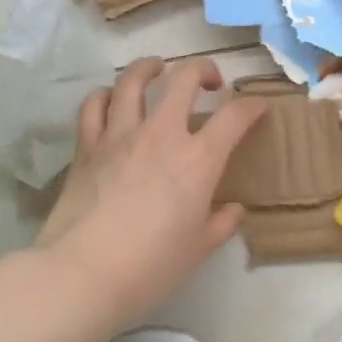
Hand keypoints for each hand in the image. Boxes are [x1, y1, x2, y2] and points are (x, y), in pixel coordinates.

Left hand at [36, 58, 268, 326]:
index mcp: (198, 159)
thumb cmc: (150, 267)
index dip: (253, 105)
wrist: (83, 274)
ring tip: (157, 68)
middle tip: (209, 81)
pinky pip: (94, 106)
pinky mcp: (87, 146)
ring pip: (133, 80)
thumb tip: (234, 209)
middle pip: (184, 78)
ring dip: (150, 67)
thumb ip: (221, 224)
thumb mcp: (198, 251)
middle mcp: (161, 134)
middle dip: (203, 70)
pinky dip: (105, 95)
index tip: (258, 106)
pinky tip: (111, 99)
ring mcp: (120, 135)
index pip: (235, 116)